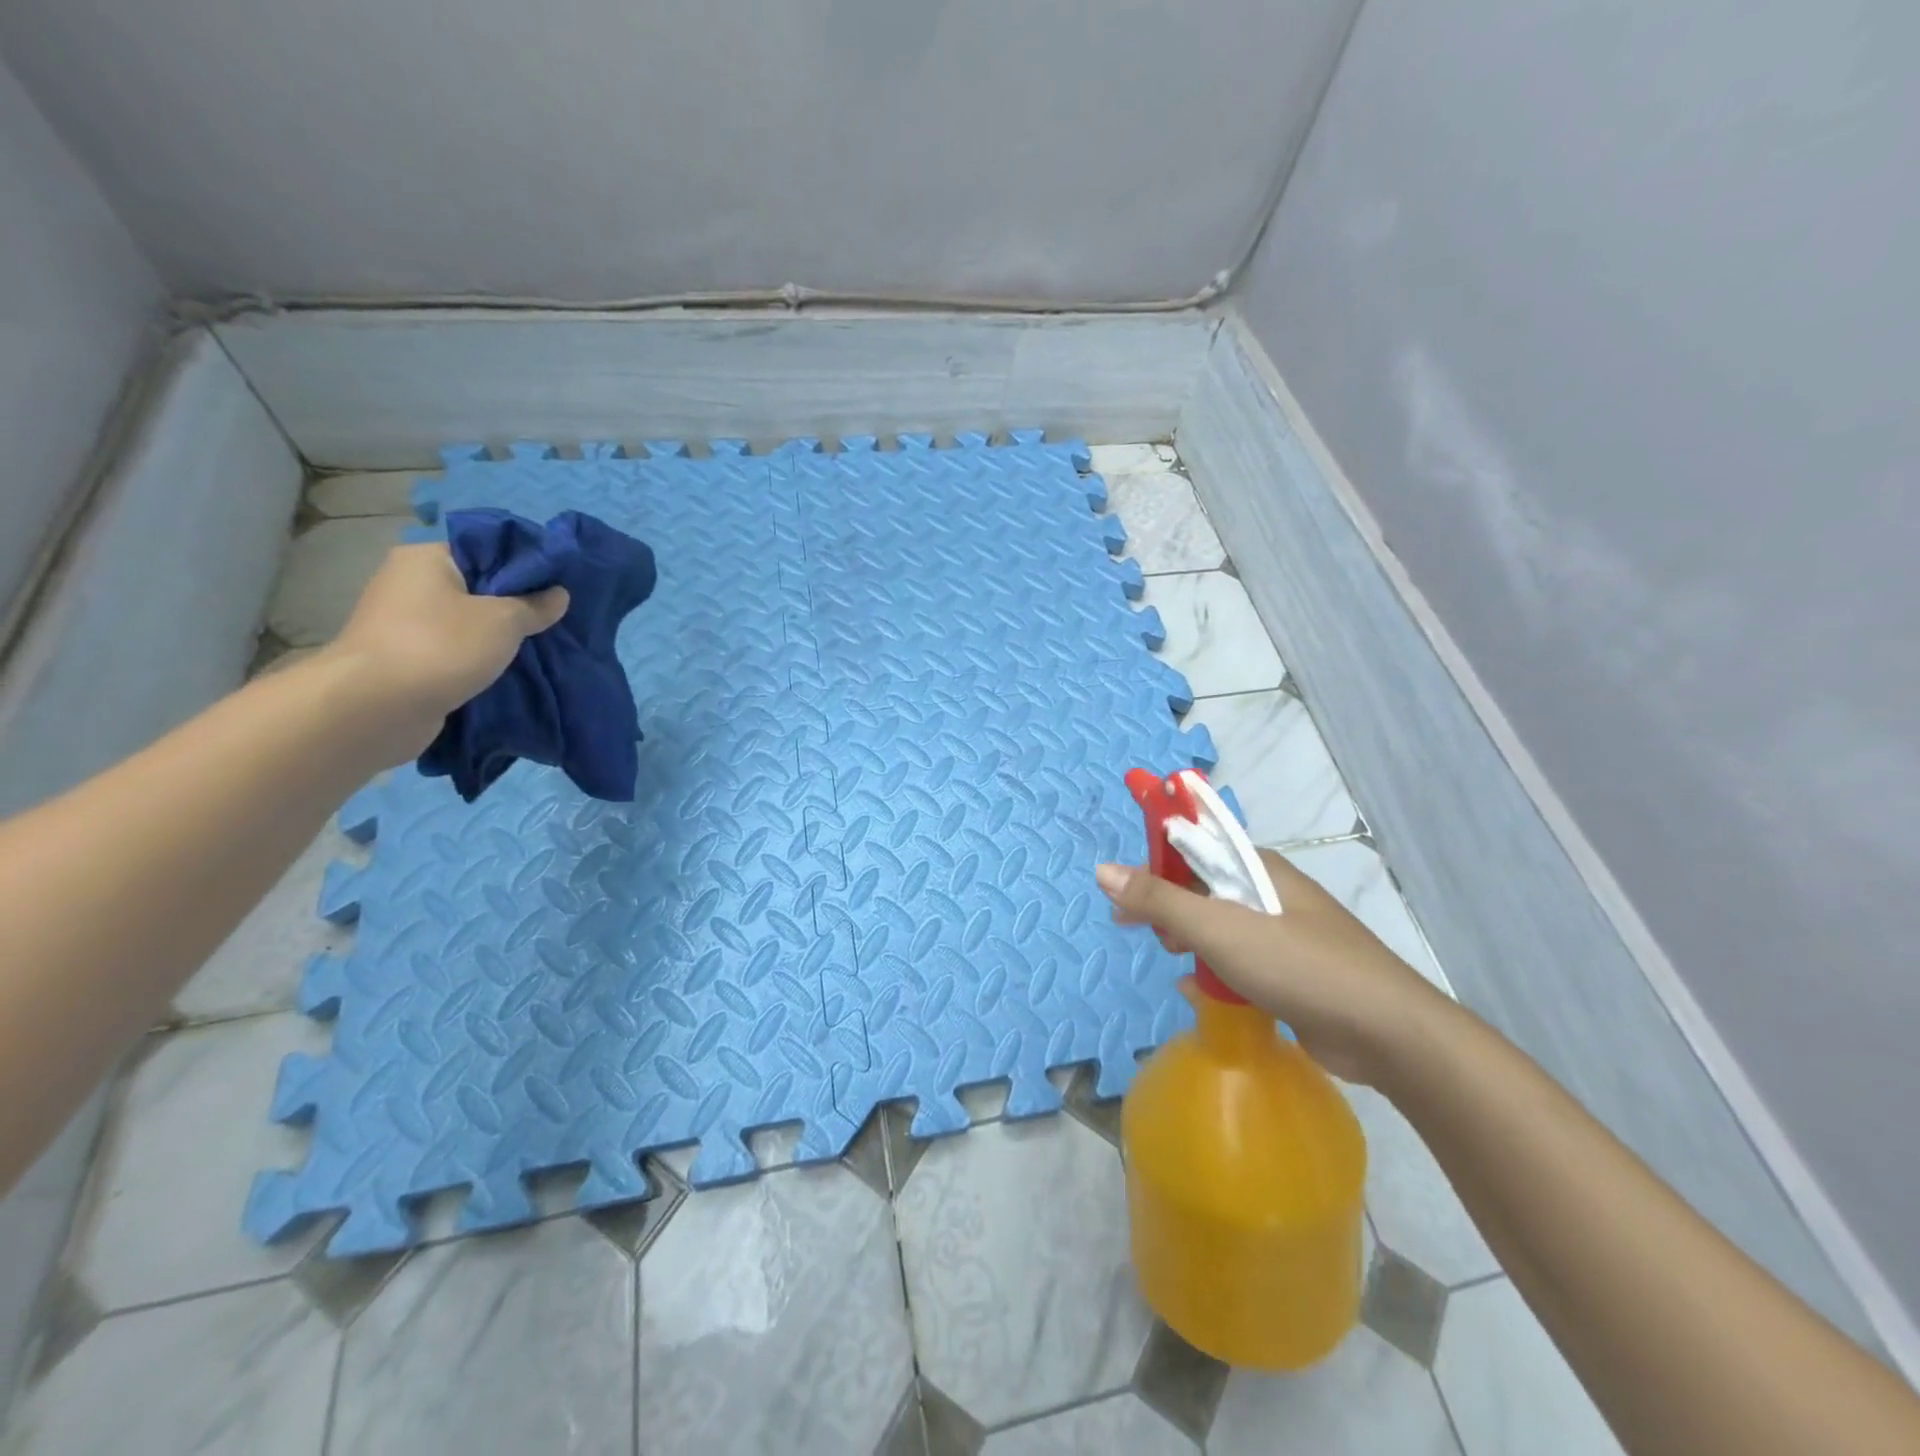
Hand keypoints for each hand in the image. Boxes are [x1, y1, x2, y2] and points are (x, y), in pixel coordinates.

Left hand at [318, 543, 569, 762]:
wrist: (377, 706)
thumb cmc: (442, 645)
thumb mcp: (504, 620)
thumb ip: (535, 605)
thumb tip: (559, 594)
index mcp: (426, 558)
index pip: (485, 550)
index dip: (524, 565)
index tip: (558, 585)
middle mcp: (408, 582)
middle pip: (476, 586)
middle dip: (514, 604)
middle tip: (554, 618)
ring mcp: (402, 622)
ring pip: (466, 621)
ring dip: (497, 635)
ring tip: (537, 645)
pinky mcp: (404, 657)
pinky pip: (454, 649)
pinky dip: (478, 657)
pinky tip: (506, 668)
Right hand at [1095, 849, 1449, 1084]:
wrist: (1386, 1033)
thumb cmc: (1297, 965)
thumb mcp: (1218, 928)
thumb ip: (1159, 899)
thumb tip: (1104, 870)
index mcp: (1257, 867)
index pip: (1194, 844)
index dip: (1153, 859)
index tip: (1122, 889)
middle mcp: (1270, 892)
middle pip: (1203, 885)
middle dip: (1165, 904)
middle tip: (1132, 928)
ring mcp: (1285, 932)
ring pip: (1221, 924)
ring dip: (1190, 938)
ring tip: (1169, 957)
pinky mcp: (1293, 971)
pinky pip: (1240, 959)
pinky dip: (1215, 969)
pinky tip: (1197, 990)